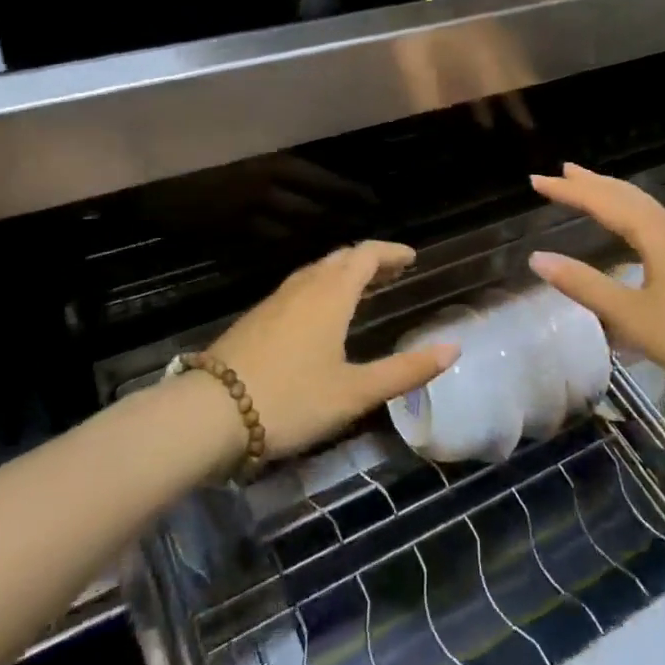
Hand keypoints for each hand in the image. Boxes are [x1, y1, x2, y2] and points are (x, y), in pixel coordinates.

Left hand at [210, 241, 458, 458]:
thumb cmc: (292, 399)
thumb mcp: (355, 392)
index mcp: (332, 293)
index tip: (411, 258)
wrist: (213, 412)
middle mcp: (304, 286)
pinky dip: (322, 286)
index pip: (366, 255)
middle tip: (393, 271)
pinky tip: (321, 312)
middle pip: (341, 258)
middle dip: (370, 259)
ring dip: (344, 271)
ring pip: (317, 271)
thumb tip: (452, 349)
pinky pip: (300, 286)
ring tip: (363, 287)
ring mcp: (276, 299)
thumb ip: (405, 371)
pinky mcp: (258, 316)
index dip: (391, 252)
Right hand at [526, 164, 664, 405]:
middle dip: (593, 183)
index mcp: (655, 237)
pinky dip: (632, 213)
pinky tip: (635, 230)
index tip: (536, 181)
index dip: (569, 191)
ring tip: (592, 188)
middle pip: (627, 196)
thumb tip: (538, 258)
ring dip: (614, 194)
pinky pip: (655, 224)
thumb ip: (586, 286)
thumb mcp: (634, 317)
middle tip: (562, 171)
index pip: (603, 203)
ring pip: (645, 208)